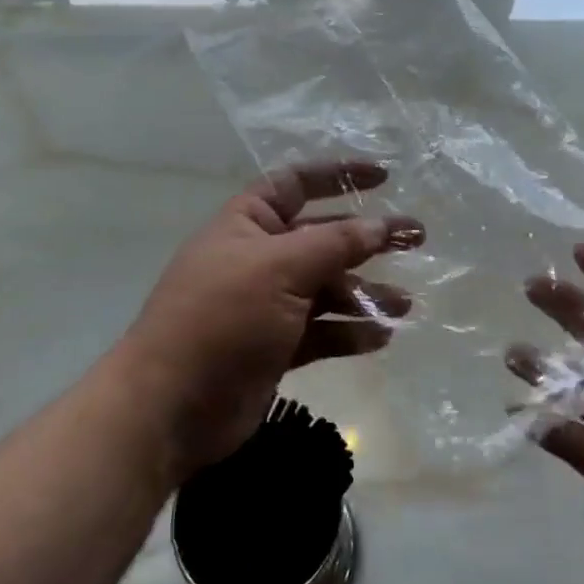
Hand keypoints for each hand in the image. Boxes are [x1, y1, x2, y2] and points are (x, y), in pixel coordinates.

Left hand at [114, 161, 422, 478]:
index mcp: (248, 223)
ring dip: (365, 294)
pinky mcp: (275, 347)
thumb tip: (381, 224)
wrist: (168, 408)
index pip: (297, 183)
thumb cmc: (222, 318)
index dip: (339, 175)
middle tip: (415, 240)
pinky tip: (381, 337)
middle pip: (323, 237)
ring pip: (327, 289)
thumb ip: (336, 243)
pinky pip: (322, 331)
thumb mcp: (281, 268)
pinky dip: (349, 332)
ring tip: (405, 305)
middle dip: (367, 239)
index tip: (384, 177)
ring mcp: (267, 304)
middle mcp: (259, 258)